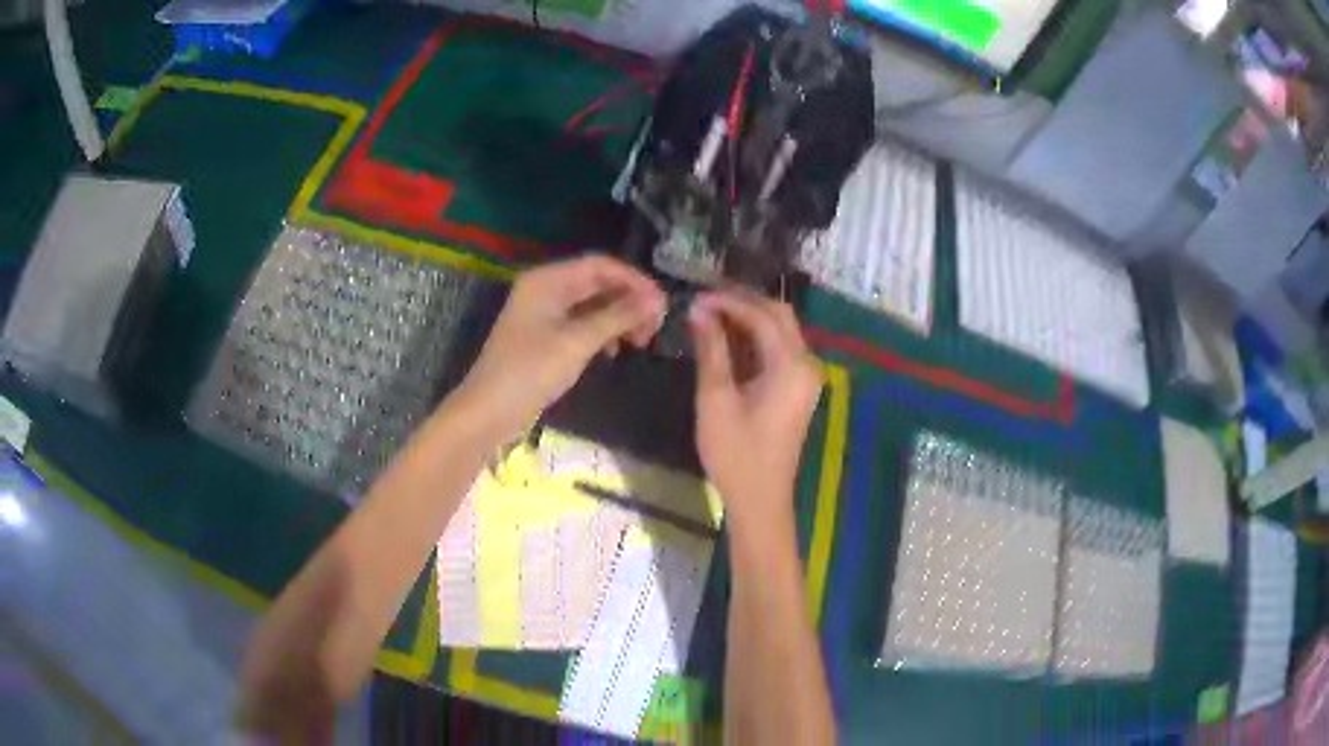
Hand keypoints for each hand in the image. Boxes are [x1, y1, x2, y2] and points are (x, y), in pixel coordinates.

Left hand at [459, 255, 665, 439]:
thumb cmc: (530, 372)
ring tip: (640, 341)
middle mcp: (546, 289)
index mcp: (548, 280)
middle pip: (598, 283)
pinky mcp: (545, 336)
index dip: (634, 280)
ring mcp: (544, 313)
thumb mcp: (577, 342)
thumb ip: (618, 317)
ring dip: (618, 318)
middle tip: (655, 327)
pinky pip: (581, 323)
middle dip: (629, 300)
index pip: (600, 265)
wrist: (489, 412)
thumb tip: (656, 300)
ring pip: (592, 304)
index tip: (662, 305)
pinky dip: (602, 332)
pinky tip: (613, 351)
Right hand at [688, 291, 821, 536]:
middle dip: (743, 302)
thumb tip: (698, 311)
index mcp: (791, 365)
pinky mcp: (798, 389)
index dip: (728, 301)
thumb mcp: (716, 399)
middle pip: (779, 316)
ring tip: (711, 315)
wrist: (760, 499)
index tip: (696, 298)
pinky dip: (756, 340)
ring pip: (781, 331)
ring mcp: (806, 377)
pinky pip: (780, 351)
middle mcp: (807, 364)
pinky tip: (728, 340)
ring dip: (749, 319)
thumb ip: (711, 349)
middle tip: (706, 300)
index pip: (761, 316)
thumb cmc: (736, 453)